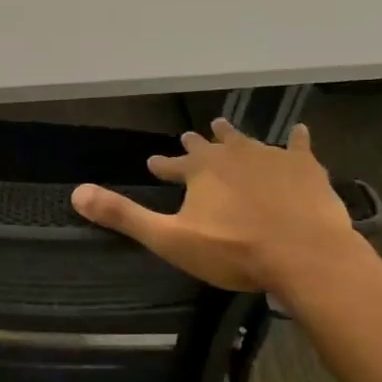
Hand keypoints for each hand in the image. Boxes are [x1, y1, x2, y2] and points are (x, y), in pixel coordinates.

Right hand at [70, 118, 363, 292]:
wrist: (304, 253)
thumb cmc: (234, 250)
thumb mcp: (170, 238)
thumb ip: (124, 216)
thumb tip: (77, 193)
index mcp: (200, 170)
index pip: (174, 164)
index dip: (164, 164)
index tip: (154, 163)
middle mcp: (233, 155)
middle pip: (210, 145)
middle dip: (198, 143)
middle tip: (190, 135)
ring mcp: (271, 157)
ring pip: (248, 141)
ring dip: (234, 137)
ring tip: (225, 127)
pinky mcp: (305, 168)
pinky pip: (298, 147)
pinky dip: (296, 140)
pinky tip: (300, 132)